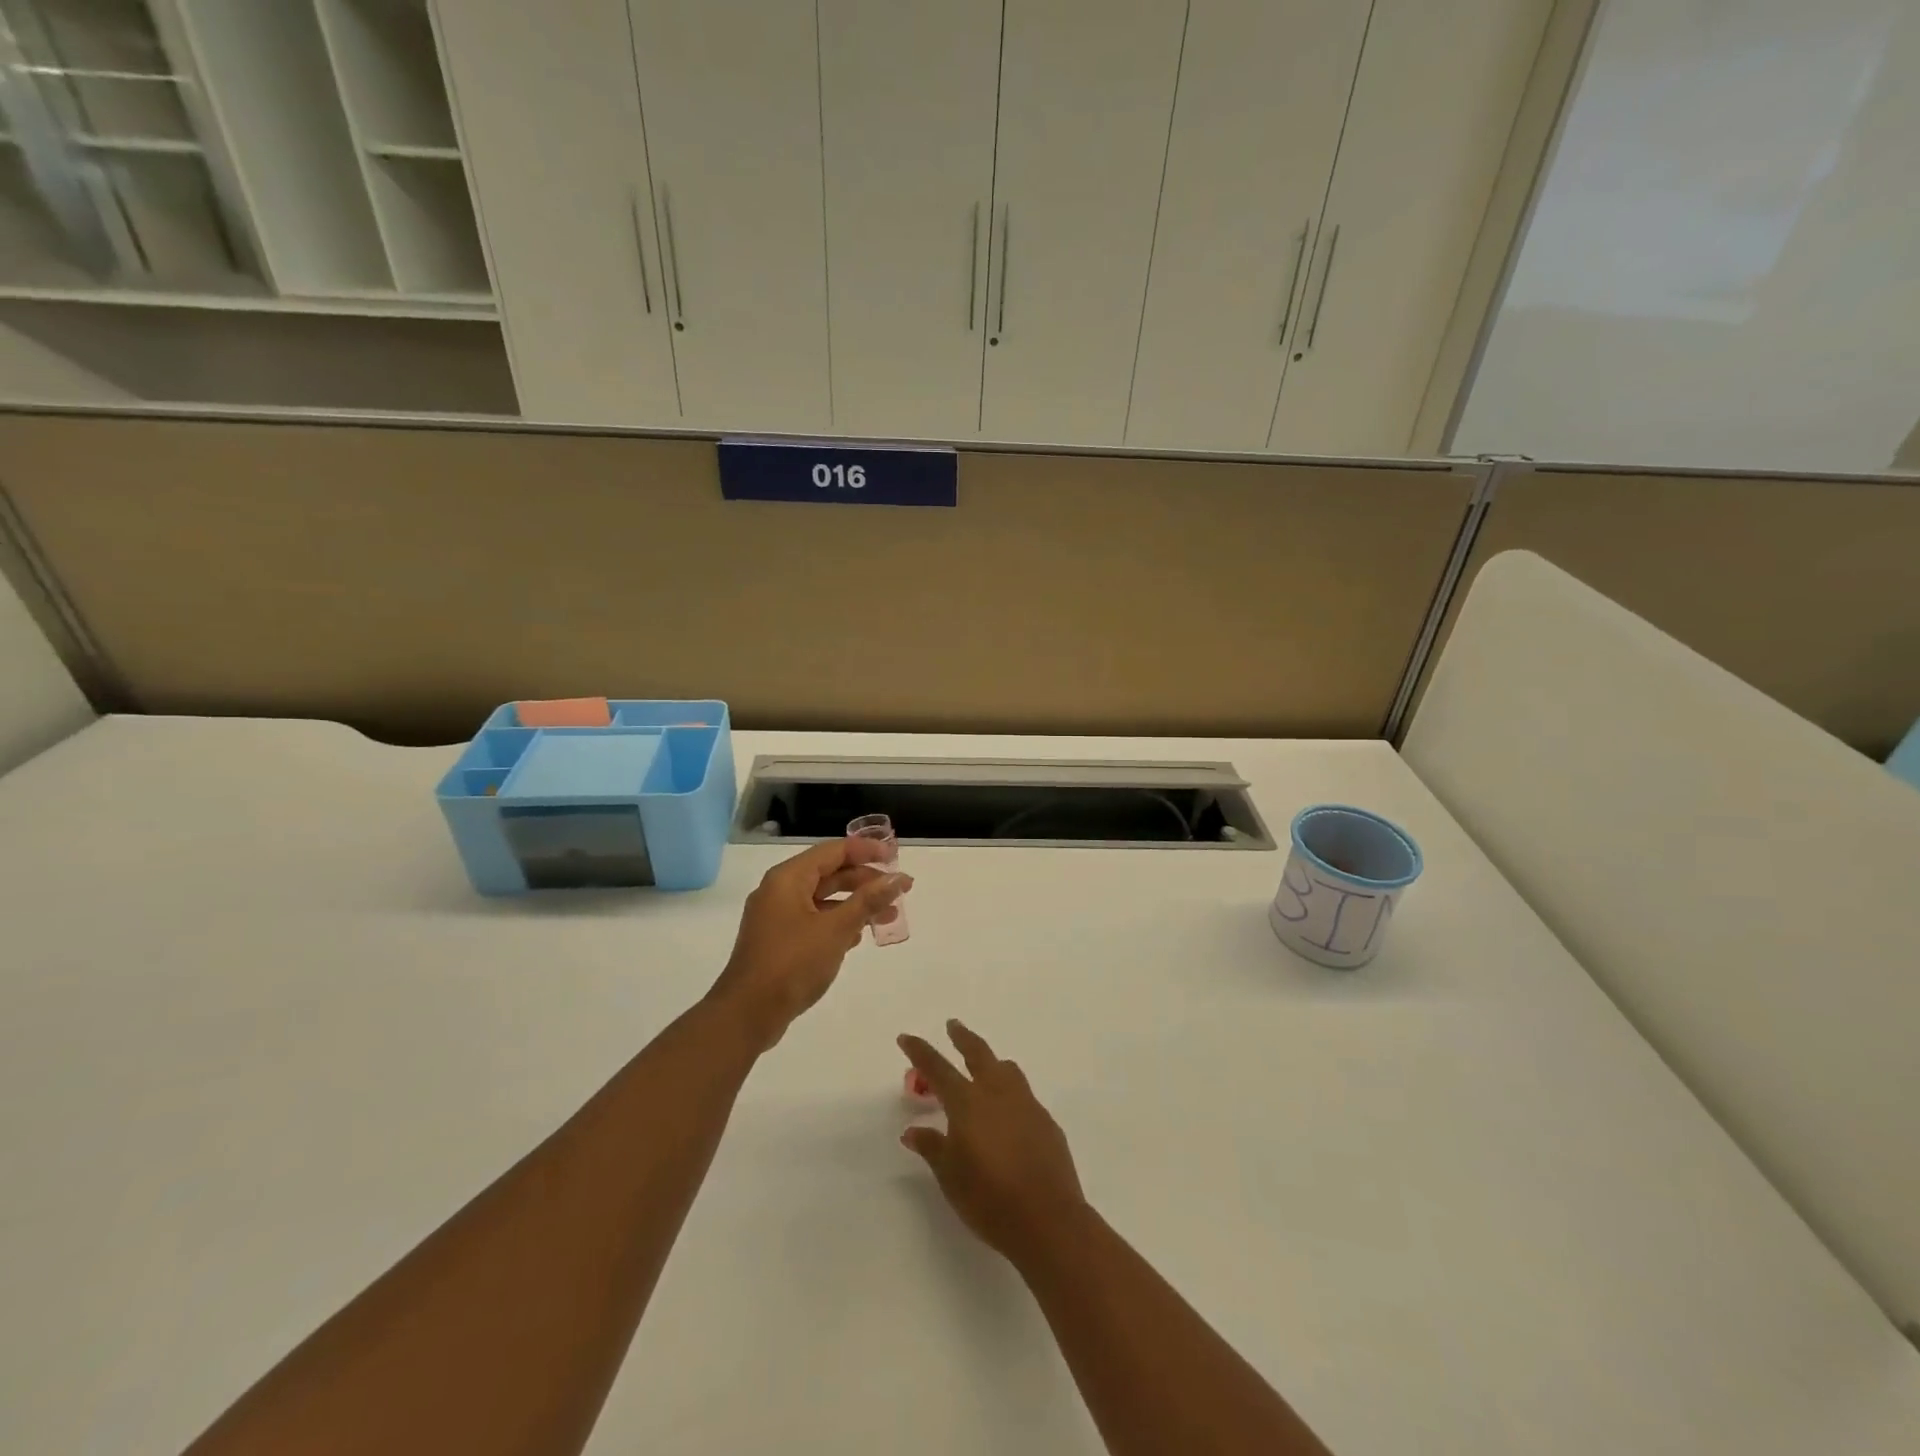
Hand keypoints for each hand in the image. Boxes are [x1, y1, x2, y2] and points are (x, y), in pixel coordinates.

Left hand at [706, 837, 909, 1049]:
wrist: (747, 1014)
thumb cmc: (792, 963)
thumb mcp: (836, 929)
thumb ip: (868, 901)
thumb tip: (899, 878)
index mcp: (788, 878)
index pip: (834, 850)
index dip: (867, 851)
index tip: (895, 859)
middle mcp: (780, 890)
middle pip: (829, 873)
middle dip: (865, 881)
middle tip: (898, 892)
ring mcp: (777, 916)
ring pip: (823, 899)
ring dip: (855, 904)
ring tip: (888, 917)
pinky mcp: (778, 940)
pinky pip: (814, 920)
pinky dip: (838, 922)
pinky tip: (858, 936)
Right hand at [898, 1019, 1087, 1261]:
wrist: (1048, 1219)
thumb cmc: (989, 1199)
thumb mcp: (950, 1176)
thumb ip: (932, 1147)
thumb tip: (913, 1131)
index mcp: (968, 1103)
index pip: (938, 1068)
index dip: (920, 1052)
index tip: (907, 1037)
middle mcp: (998, 1093)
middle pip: (978, 1053)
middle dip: (962, 1037)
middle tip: (953, 1025)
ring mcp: (1026, 1104)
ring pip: (1006, 1070)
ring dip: (991, 1063)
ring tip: (983, 1069)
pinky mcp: (1046, 1121)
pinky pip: (1024, 1096)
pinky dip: (1010, 1095)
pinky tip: (1008, 1117)